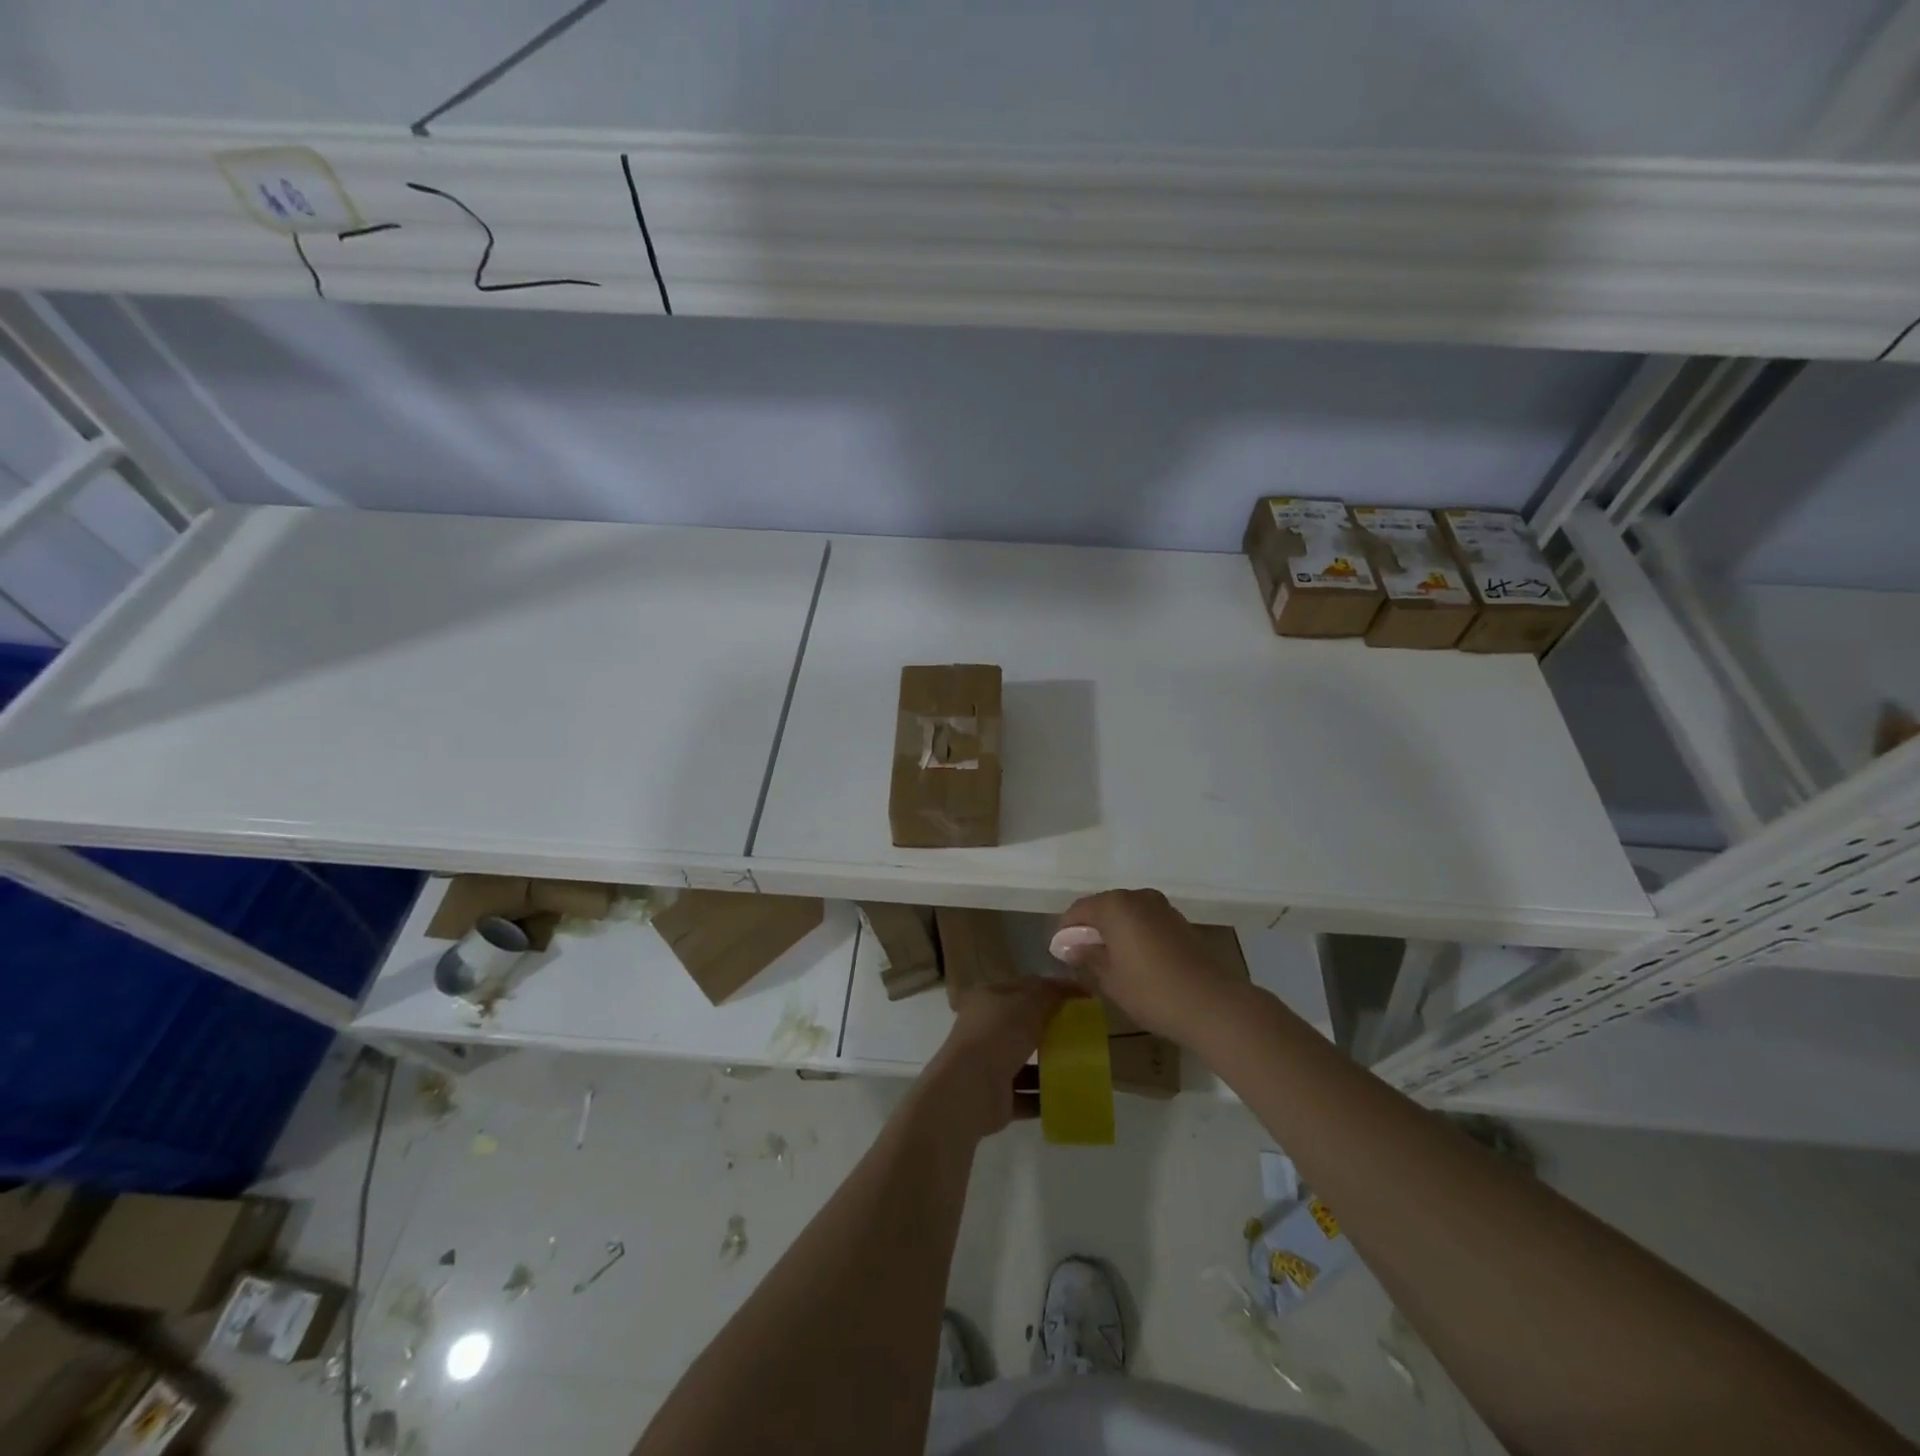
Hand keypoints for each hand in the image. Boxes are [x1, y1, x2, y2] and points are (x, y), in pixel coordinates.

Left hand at [917, 979, 1073, 1139]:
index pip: (1025, 988)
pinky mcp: (998, 1097)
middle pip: (1025, 1025)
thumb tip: (1077, 988)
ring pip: (1026, 1062)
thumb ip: (1052, 993)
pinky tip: (1069, 1095)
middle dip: (1052, 1029)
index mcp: (989, 1000)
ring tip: (1081, 1065)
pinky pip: (1027, 1095)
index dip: (1054, 990)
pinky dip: (1045, 1096)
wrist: (970, 1089)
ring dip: (1050, 1065)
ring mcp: (989, 1065)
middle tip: (1084, 1033)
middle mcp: (986, 1029)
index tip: (1084, 998)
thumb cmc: (998, 1034)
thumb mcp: (1029, 1002)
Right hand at [1056, 889, 1247, 1044]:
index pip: (1078, 910)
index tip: (1061, 953)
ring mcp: (1162, 907)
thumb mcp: (1110, 979)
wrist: (1211, 1003)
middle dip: (1090, 929)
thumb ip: (1088, 957)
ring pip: (1126, 913)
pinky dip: (1135, 934)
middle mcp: (1137, 897)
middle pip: (1103, 907)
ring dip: (1114, 931)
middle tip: (1083, 957)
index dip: (1066, 931)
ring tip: (1109, 960)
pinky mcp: (1180, 921)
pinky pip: (1146, 921)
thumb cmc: (1151, 991)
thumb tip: (1070, 947)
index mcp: (1114, 905)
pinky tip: (1135, 960)